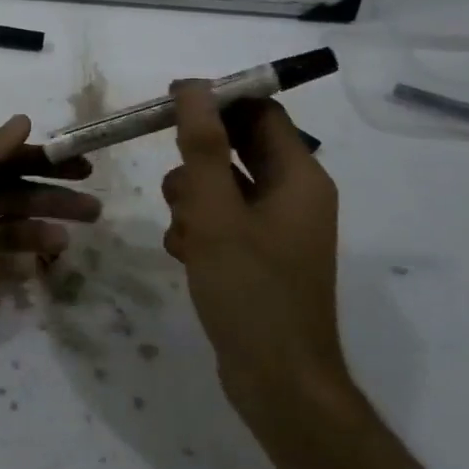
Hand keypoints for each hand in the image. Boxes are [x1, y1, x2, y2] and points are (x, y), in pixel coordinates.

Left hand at [0, 116, 98, 371]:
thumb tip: (23, 120)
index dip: (40, 158)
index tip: (82, 166)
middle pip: (7, 194)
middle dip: (48, 197)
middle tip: (93, 208)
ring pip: (3, 231)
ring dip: (36, 232)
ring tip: (66, 241)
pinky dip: (15, 266)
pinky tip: (39, 267)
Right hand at [161, 83, 346, 426]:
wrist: (277, 381)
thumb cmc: (250, 289)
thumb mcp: (216, 211)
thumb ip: (202, 146)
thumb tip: (194, 87)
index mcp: (300, 176)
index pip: (259, 112)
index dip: (216, 102)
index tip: (168, 108)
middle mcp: (294, 195)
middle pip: (238, 148)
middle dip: (197, 162)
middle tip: (175, 187)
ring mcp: (278, 228)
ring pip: (223, 186)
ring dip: (191, 198)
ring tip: (182, 233)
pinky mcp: (260, 255)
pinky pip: (223, 220)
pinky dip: (199, 228)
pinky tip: (185, 255)